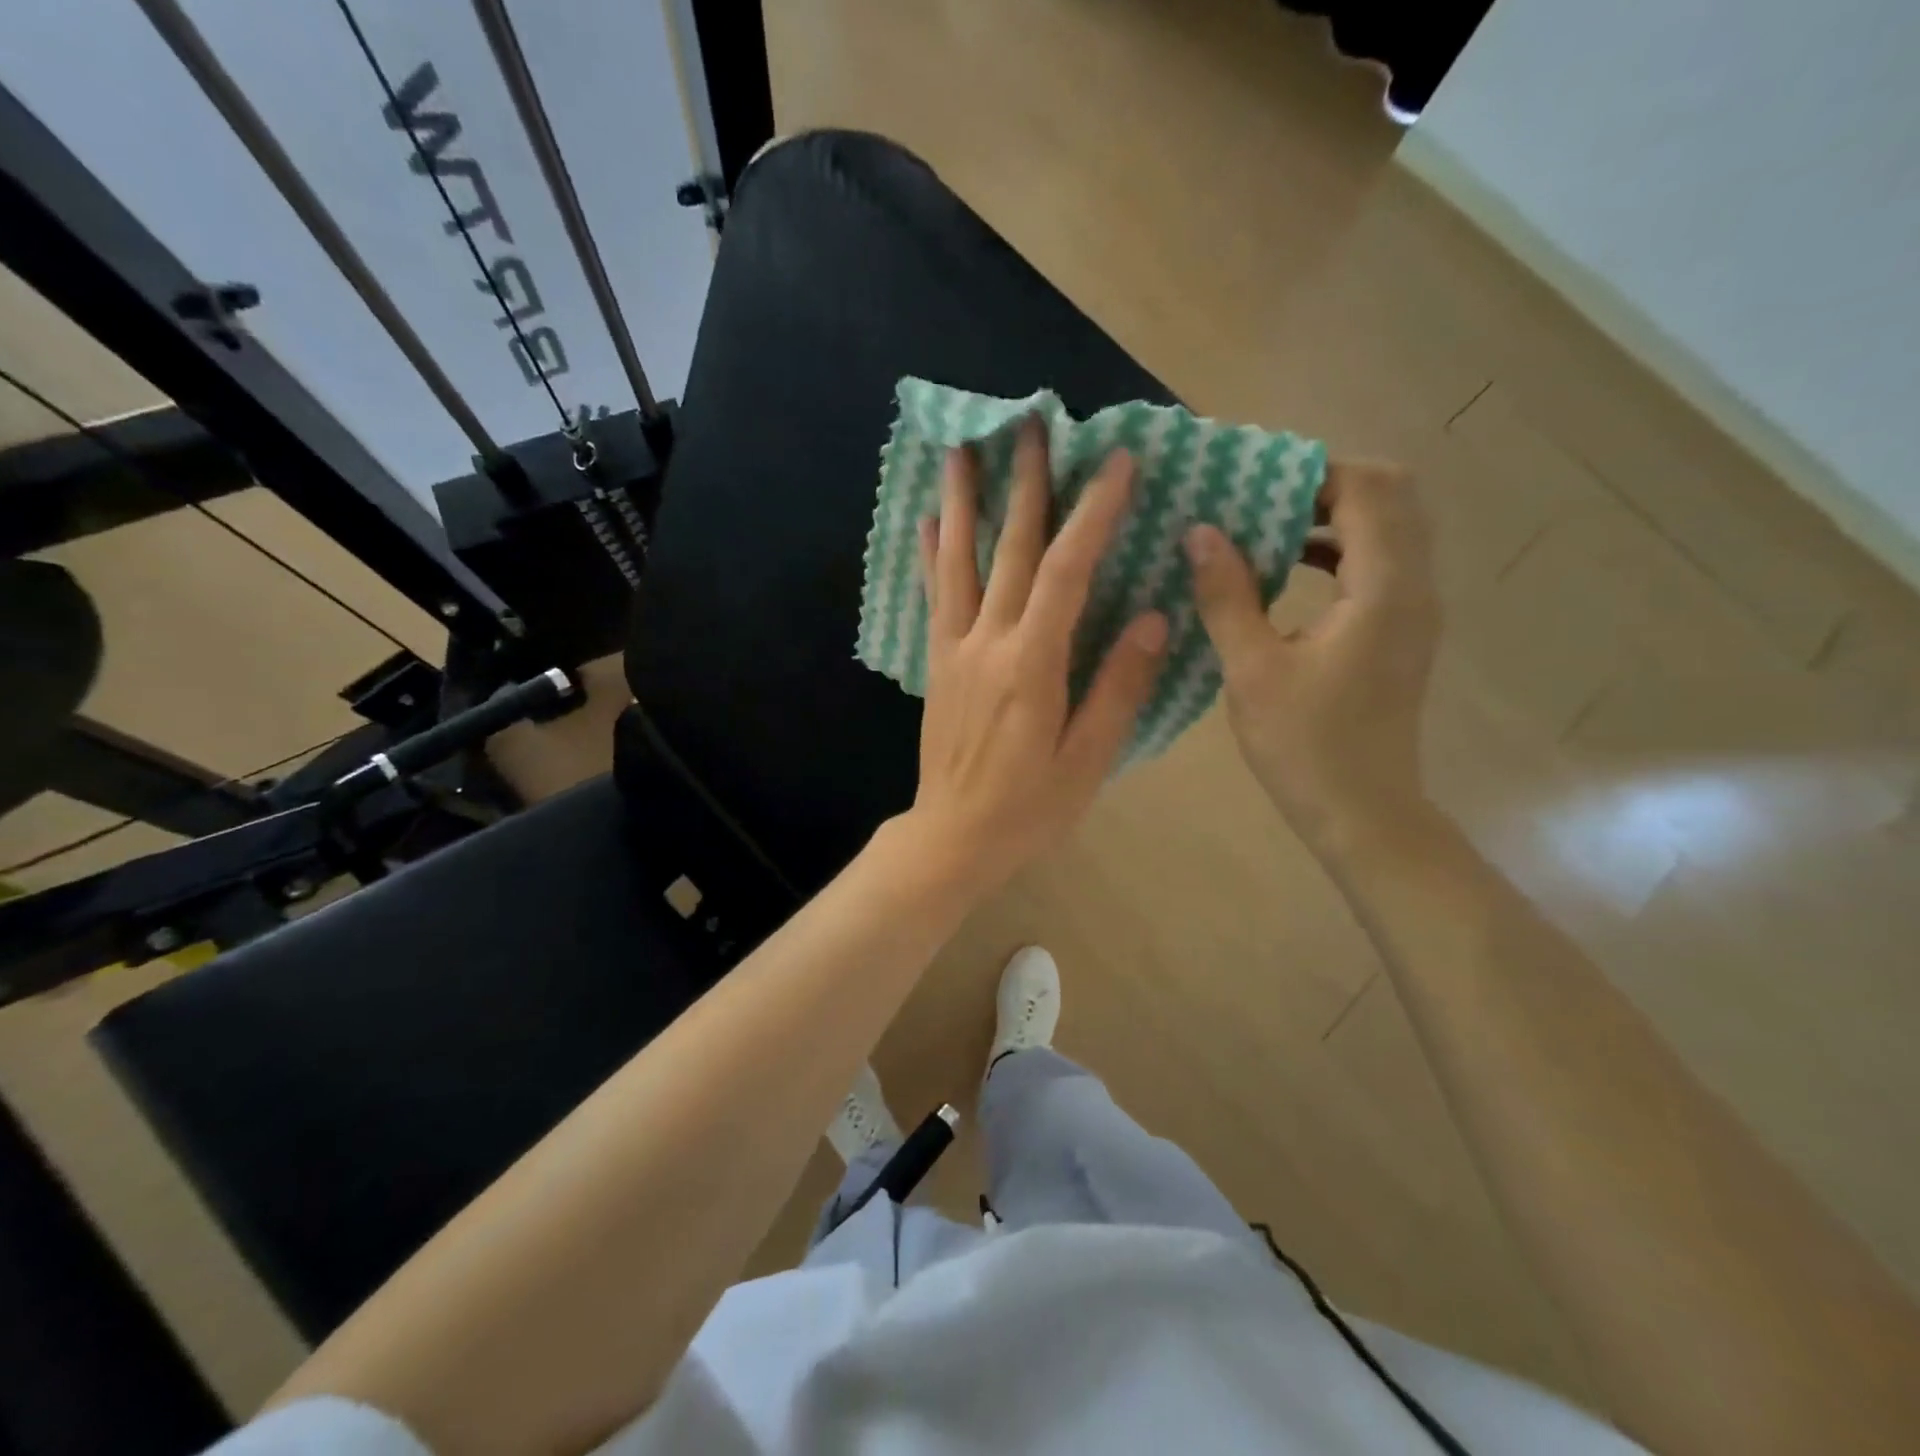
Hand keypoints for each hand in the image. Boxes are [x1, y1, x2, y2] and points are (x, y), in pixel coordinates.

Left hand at [903, 418, 1168, 893]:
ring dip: (962, 500)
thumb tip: (1152, 618)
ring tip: (962, 446)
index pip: (1067, 571)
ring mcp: (956, 650)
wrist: (954, 838)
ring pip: (959, 561)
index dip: (1092, 513)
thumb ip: (1118, 687)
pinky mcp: (938, 664)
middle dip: (1025, 483)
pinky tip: (929, 521)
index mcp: (1033, 664)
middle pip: (1009, 549)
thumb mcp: (1088, 758)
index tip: (1115, 462)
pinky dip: (933, 554)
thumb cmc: (1030, 807)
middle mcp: (988, 643)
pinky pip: (935, 597)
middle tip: (1031, 423)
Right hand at [1185, 460, 1438, 854]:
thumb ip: (1228, 595)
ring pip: (1388, 528)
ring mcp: (1414, 609)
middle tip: (1260, 499)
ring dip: (1331, 515)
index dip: (1311, 473)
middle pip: (1391, 495)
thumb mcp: (1252, 669)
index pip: (1368, 488)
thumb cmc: (1305, 745)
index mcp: (1384, 588)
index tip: (1251, 483)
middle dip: (1324, 485)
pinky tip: (1286, 572)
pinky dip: (1338, 549)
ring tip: (1264, 527)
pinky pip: (1380, 562)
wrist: (1363, 812)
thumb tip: (1201, 532)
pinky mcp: (1400, 631)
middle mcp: (1414, 586)